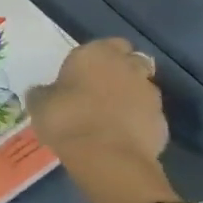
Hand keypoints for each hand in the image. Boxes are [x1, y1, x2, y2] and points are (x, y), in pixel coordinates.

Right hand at [27, 37, 177, 202]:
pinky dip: (139, 122)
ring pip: (143, 89)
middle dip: (122, 72)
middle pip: (132, 62)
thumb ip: (45, 92)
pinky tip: (123, 137)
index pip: (110, 43)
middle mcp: (128, 67)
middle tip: (102, 90)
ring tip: (113, 117)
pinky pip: (149, 116)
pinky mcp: (162, 123)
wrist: (107, 158)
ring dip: (132, 97)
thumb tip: (45, 93)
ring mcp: (150, 95)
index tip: (86, 72)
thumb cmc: (67, 119)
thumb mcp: (40, 103)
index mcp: (96, 53)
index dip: (101, 56)